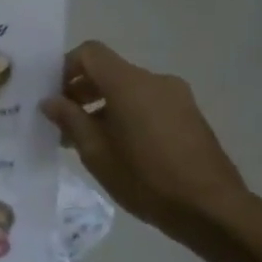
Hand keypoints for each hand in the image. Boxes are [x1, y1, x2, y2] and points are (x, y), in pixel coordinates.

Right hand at [40, 43, 251, 240]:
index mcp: (129, 84)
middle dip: (81, 90)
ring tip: (88, 140)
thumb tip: (50, 101)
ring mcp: (176, 97)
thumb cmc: (145, 179)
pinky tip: (119, 147)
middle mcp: (154, 80)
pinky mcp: (189, 115)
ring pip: (128, 89)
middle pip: (109, 71)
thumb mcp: (96, 152)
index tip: (53, 96)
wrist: (211, 208)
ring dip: (103, 105)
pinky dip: (126, 114)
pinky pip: (148, 103)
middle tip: (63, 122)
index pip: (90, 53)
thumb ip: (70, 120)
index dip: (65, 68)